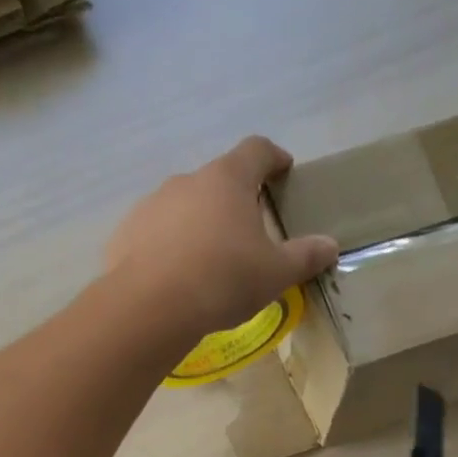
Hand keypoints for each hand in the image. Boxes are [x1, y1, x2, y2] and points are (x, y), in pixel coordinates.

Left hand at [105, 136, 338, 338]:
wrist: (151, 306)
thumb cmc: (224, 280)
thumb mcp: (275, 273)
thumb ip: (304, 256)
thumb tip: (330, 246)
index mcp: (228, 180)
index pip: (256, 150)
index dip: (273, 157)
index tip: (284, 169)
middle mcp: (187, 181)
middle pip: (218, 180)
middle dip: (235, 199)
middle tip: (249, 231)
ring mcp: (152, 204)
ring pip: (184, 206)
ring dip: (200, 223)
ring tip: (210, 259)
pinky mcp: (127, 232)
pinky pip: (156, 233)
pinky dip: (170, 246)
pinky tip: (176, 276)